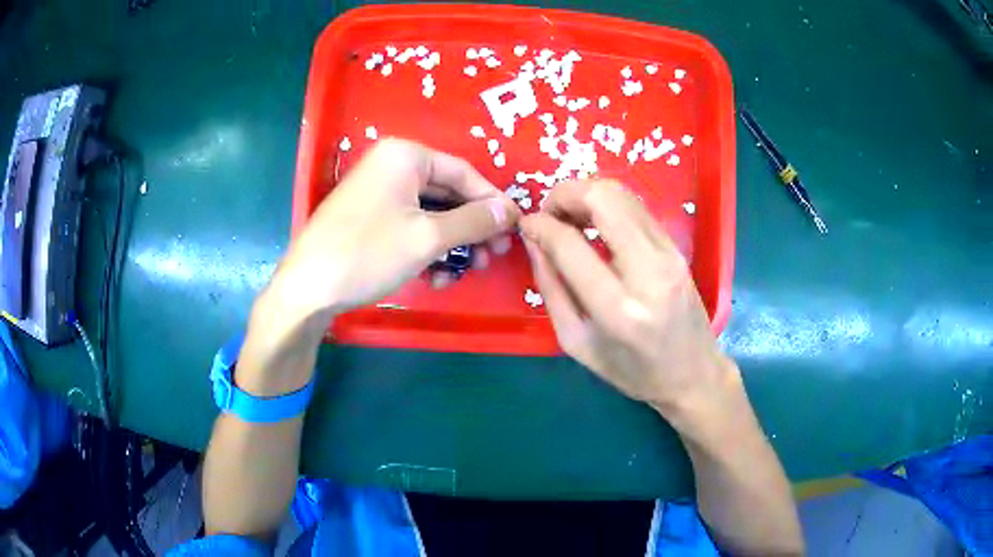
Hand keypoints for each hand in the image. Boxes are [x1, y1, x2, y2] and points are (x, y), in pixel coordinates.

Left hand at [270, 138, 520, 319]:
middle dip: (471, 230)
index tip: (515, 229)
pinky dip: (426, 249)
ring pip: (430, 214)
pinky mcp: (370, 217)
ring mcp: (379, 192)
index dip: (492, 203)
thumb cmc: (368, 253)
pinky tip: (434, 278)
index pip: (464, 173)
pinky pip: (410, 226)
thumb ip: (474, 221)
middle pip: (448, 194)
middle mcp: (392, 165)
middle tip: (491, 258)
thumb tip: (510, 211)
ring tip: (462, 274)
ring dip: (451, 245)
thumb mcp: (428, 238)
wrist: (307, 288)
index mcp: (406, 156)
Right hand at [520, 180, 740, 427]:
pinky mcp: (676, 247)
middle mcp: (649, 272)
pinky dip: (607, 204)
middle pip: (603, 199)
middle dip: (565, 194)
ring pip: (622, 194)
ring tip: (569, 218)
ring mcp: (669, 254)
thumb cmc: (632, 371)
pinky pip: (636, 207)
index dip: (540, 226)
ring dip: (586, 194)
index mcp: (618, 310)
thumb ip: (551, 289)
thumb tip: (534, 241)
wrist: (693, 373)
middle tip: (549, 214)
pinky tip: (594, 224)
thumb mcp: (577, 343)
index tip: (526, 225)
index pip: (571, 244)